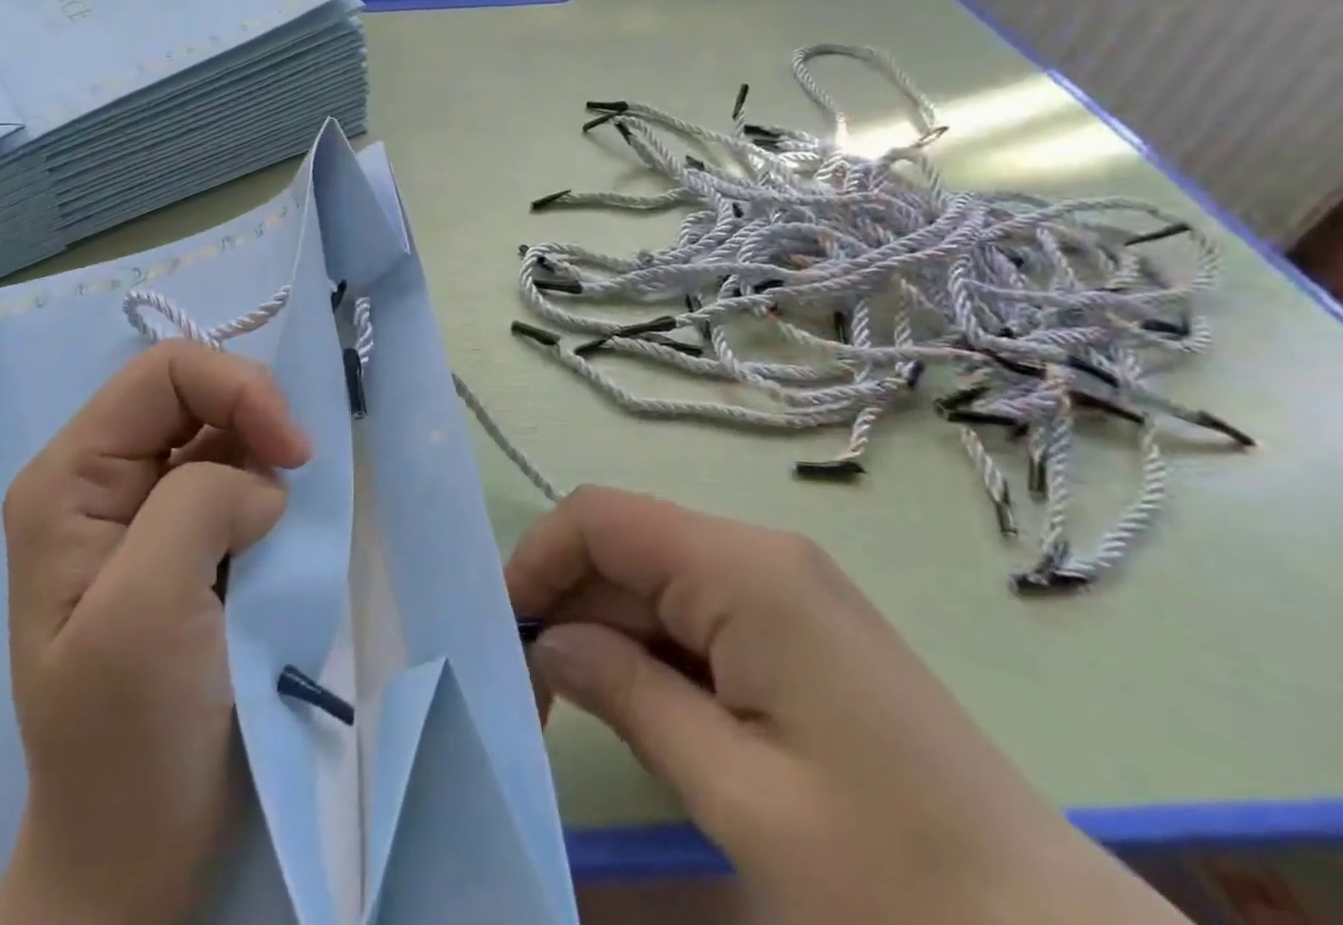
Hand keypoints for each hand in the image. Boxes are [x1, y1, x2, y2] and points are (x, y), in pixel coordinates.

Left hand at [0, 343, 312, 924]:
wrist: (138, 847)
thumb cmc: (127, 737)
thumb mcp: (145, 610)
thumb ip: (198, 503)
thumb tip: (262, 482)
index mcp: (69, 478)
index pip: (164, 374)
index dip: (237, 388)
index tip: (294, 451)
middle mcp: (101, 478)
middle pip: (195, 393)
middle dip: (256, 420)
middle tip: (300, 476)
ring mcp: (143, 508)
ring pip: (224, 433)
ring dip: (267, 459)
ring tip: (283, 523)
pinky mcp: (184, 538)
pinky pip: (239, 477)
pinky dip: (272, 489)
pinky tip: (280, 531)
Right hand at [507, 487, 1185, 924]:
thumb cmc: (898, 886)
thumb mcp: (740, 796)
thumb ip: (627, 695)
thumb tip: (548, 643)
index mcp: (745, 570)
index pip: (601, 517)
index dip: (539, 560)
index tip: (503, 635)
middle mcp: (760, 555)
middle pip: (625, 546)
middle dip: (566, 605)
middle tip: (528, 693)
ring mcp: (784, 590)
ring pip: (655, 580)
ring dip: (604, 633)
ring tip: (572, 710)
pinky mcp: (796, 630)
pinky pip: (695, 613)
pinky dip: (650, 651)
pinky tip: (642, 711)